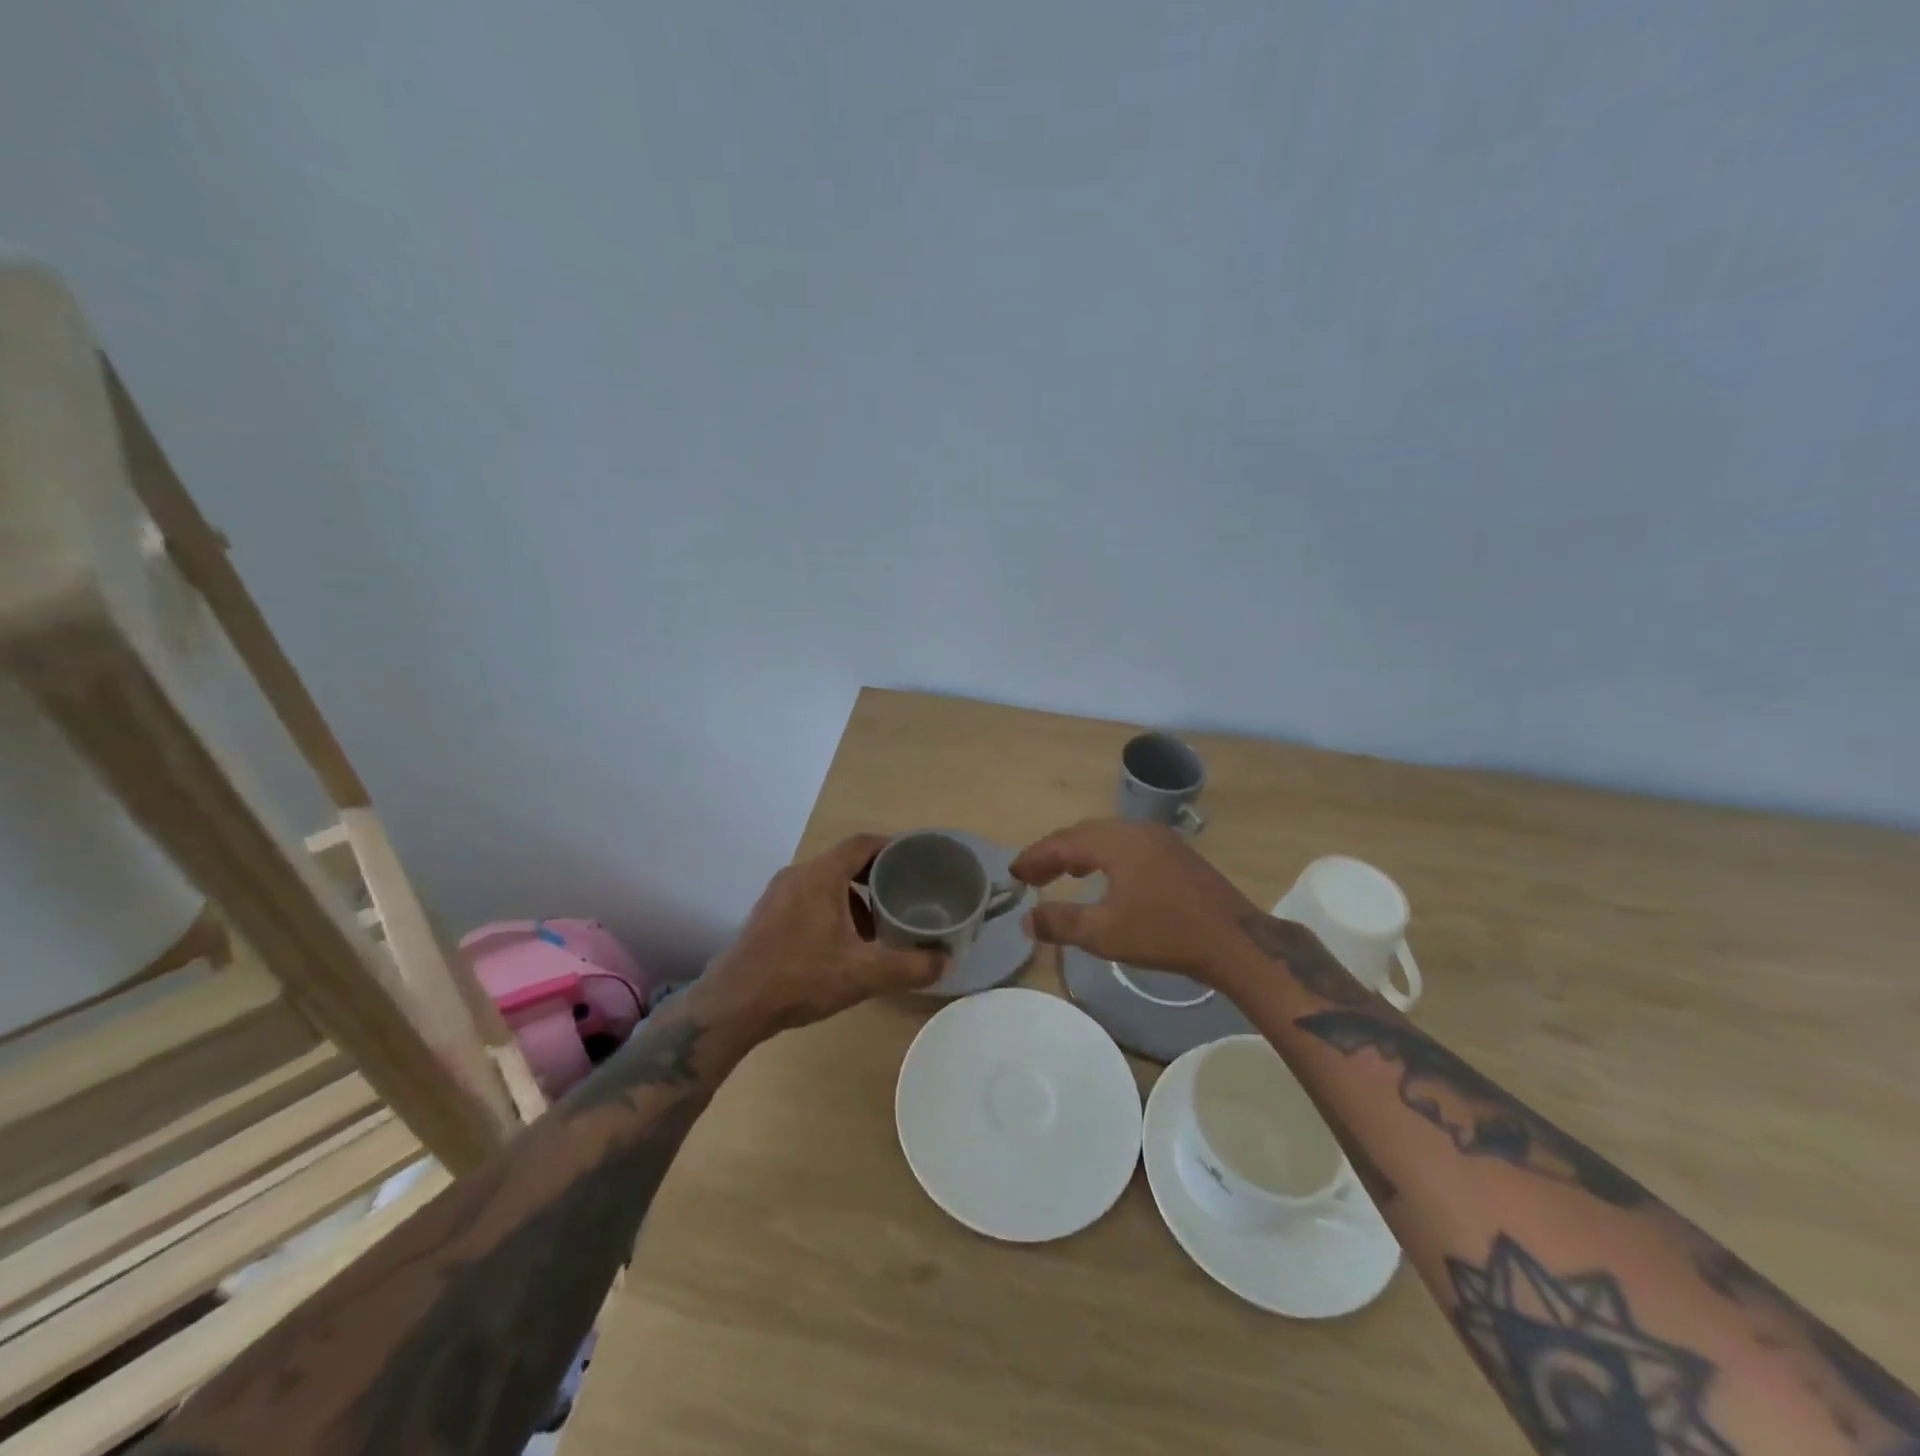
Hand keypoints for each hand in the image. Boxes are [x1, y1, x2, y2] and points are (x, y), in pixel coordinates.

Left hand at [697, 833, 946, 1032]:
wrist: (733, 1005)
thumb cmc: (801, 978)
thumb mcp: (864, 974)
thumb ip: (910, 966)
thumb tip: (946, 961)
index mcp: (821, 875)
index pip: (863, 843)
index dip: (892, 846)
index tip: (916, 858)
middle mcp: (798, 875)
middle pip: (844, 862)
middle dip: (876, 877)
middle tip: (904, 895)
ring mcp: (777, 895)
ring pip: (825, 883)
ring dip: (853, 898)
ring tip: (875, 928)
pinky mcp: (766, 916)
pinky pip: (807, 899)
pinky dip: (831, 910)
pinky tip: (840, 946)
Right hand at [1009, 818, 1259, 985]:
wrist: (1235, 941)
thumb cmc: (1164, 934)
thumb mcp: (1104, 933)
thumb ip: (1060, 922)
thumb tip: (1026, 919)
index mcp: (1116, 841)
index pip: (1063, 842)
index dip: (1034, 857)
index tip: (1013, 874)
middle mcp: (1136, 830)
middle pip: (1084, 833)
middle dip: (1055, 853)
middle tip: (1032, 875)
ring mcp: (1160, 840)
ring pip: (1107, 837)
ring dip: (1080, 853)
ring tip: (1063, 874)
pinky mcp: (1177, 854)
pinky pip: (1128, 845)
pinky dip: (1105, 856)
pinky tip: (1106, 877)